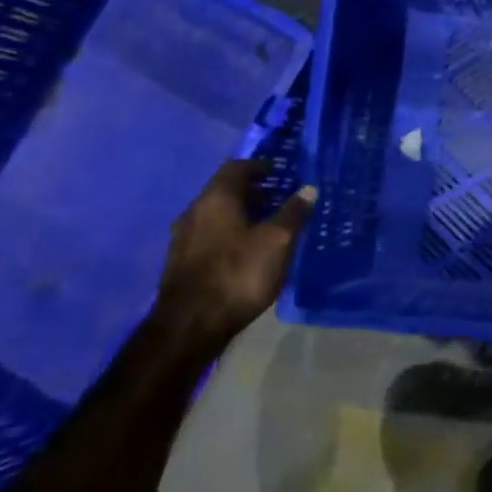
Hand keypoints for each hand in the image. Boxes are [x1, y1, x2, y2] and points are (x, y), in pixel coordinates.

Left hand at [153, 160, 315, 344]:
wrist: (190, 324)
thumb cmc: (238, 274)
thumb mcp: (277, 242)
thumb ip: (293, 213)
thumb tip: (308, 188)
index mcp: (216, 199)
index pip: (236, 168)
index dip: (259, 166)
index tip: (281, 172)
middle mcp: (194, 211)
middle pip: (224, 190)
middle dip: (252, 190)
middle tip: (280, 198)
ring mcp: (184, 237)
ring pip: (216, 213)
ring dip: (241, 213)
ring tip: (268, 224)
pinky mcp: (182, 261)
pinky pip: (210, 234)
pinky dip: (230, 231)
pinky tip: (247, 249)